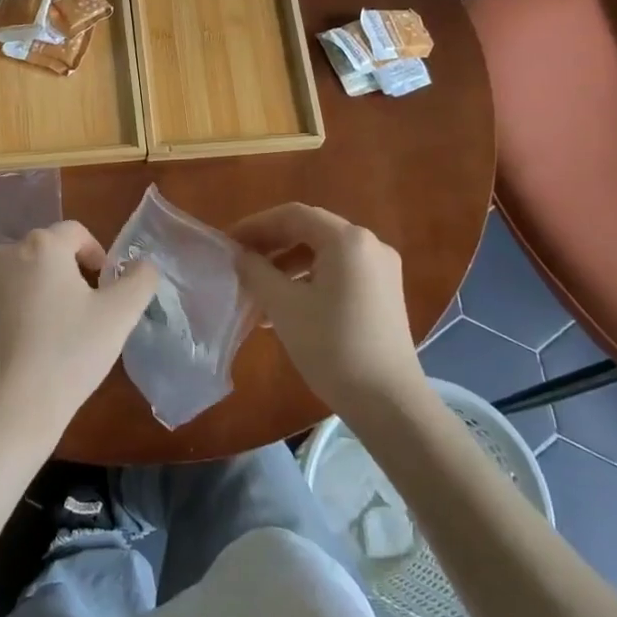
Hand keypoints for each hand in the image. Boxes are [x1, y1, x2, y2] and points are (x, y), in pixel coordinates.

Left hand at [0, 221, 159, 453]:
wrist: (4, 412)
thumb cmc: (67, 356)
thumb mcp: (120, 316)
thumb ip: (140, 280)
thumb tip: (141, 265)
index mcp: (41, 246)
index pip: (75, 233)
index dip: (96, 256)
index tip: (104, 289)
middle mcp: (1, 254)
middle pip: (43, 255)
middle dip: (63, 276)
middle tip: (79, 316)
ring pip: (15, 278)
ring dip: (33, 293)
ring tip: (47, 334)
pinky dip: (7, 315)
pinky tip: (18, 349)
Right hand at [231, 204, 426, 417]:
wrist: (388, 401)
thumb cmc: (332, 346)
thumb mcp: (284, 306)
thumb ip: (257, 272)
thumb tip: (241, 256)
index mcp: (347, 240)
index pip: (293, 215)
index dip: (256, 225)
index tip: (227, 243)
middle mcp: (369, 245)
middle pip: (310, 231)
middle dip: (271, 244)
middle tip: (240, 262)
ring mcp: (381, 270)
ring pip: (324, 254)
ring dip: (288, 265)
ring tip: (258, 291)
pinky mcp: (384, 294)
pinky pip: (339, 273)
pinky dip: (309, 281)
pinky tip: (286, 307)